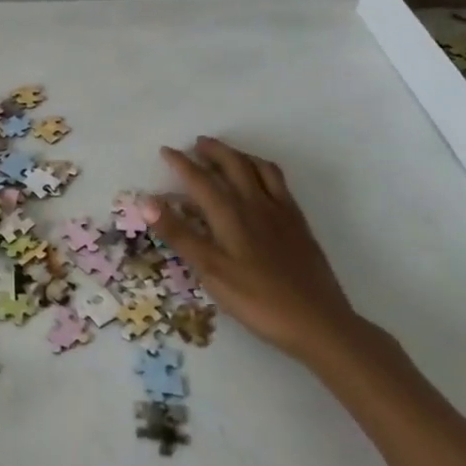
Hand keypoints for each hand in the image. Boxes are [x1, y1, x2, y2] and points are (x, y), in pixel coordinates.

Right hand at [153, 136, 365, 365]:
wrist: (318, 322)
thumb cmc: (257, 299)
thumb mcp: (210, 270)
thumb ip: (179, 234)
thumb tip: (147, 202)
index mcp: (230, 214)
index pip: (199, 179)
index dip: (180, 163)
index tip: (166, 151)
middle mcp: (255, 203)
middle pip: (232, 164)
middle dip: (213, 150)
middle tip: (197, 144)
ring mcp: (280, 211)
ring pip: (258, 168)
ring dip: (239, 155)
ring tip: (228, 154)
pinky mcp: (299, 223)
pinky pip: (279, 183)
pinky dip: (263, 170)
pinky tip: (261, 182)